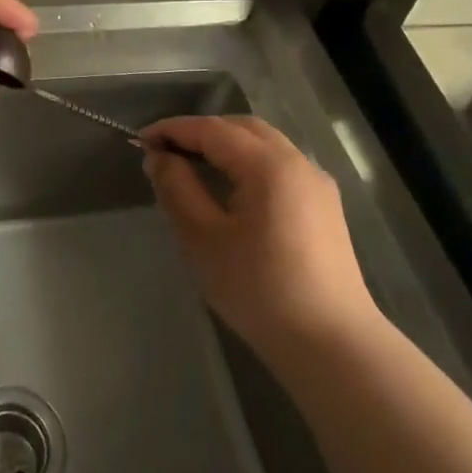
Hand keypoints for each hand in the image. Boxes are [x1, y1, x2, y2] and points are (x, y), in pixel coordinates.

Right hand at [143, 116, 379, 361]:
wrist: (331, 344)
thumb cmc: (259, 289)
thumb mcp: (203, 239)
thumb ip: (177, 188)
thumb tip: (158, 157)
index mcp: (269, 164)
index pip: (212, 129)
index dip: (173, 130)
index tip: (140, 139)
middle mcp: (298, 162)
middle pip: (242, 128)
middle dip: (200, 132)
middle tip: (164, 151)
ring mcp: (317, 184)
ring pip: (264, 145)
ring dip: (225, 146)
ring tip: (192, 166)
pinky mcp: (324, 207)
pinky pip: (279, 166)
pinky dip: (248, 163)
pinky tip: (230, 189)